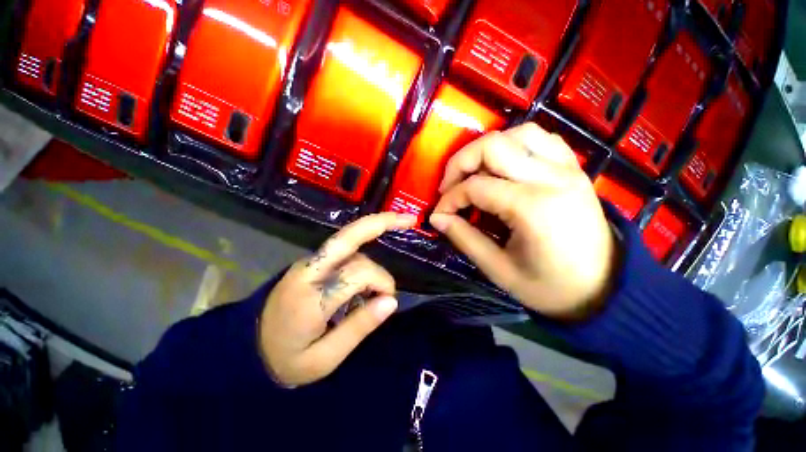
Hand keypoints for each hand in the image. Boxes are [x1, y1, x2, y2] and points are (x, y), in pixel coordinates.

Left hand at [259, 213, 416, 386]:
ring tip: (376, 286)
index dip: (382, 283)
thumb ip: (359, 328)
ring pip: (350, 244)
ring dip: (371, 256)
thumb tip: (391, 301)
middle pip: (350, 239)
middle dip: (381, 225)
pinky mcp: (312, 262)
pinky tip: (369, 270)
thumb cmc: (286, 359)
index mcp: (309, 297)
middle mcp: (308, 270)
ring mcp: (309, 262)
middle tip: (409, 220)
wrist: (247, 346)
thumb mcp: (324, 359)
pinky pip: (343, 249)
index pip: (357, 274)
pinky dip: (363, 250)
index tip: (388, 303)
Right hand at [430, 123, 619, 319]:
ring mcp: (567, 168)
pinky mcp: (574, 169)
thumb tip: (437, 218)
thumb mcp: (499, 270)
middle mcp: (551, 178)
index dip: (449, 199)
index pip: (475, 187)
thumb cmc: (550, 288)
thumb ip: (464, 238)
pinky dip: (516, 144)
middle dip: (460, 163)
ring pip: (518, 133)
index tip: (440, 214)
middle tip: (448, 186)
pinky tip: (505, 165)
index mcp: (532, 207)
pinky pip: (542, 139)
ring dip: (487, 149)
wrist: (605, 290)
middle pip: (493, 146)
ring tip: (474, 173)